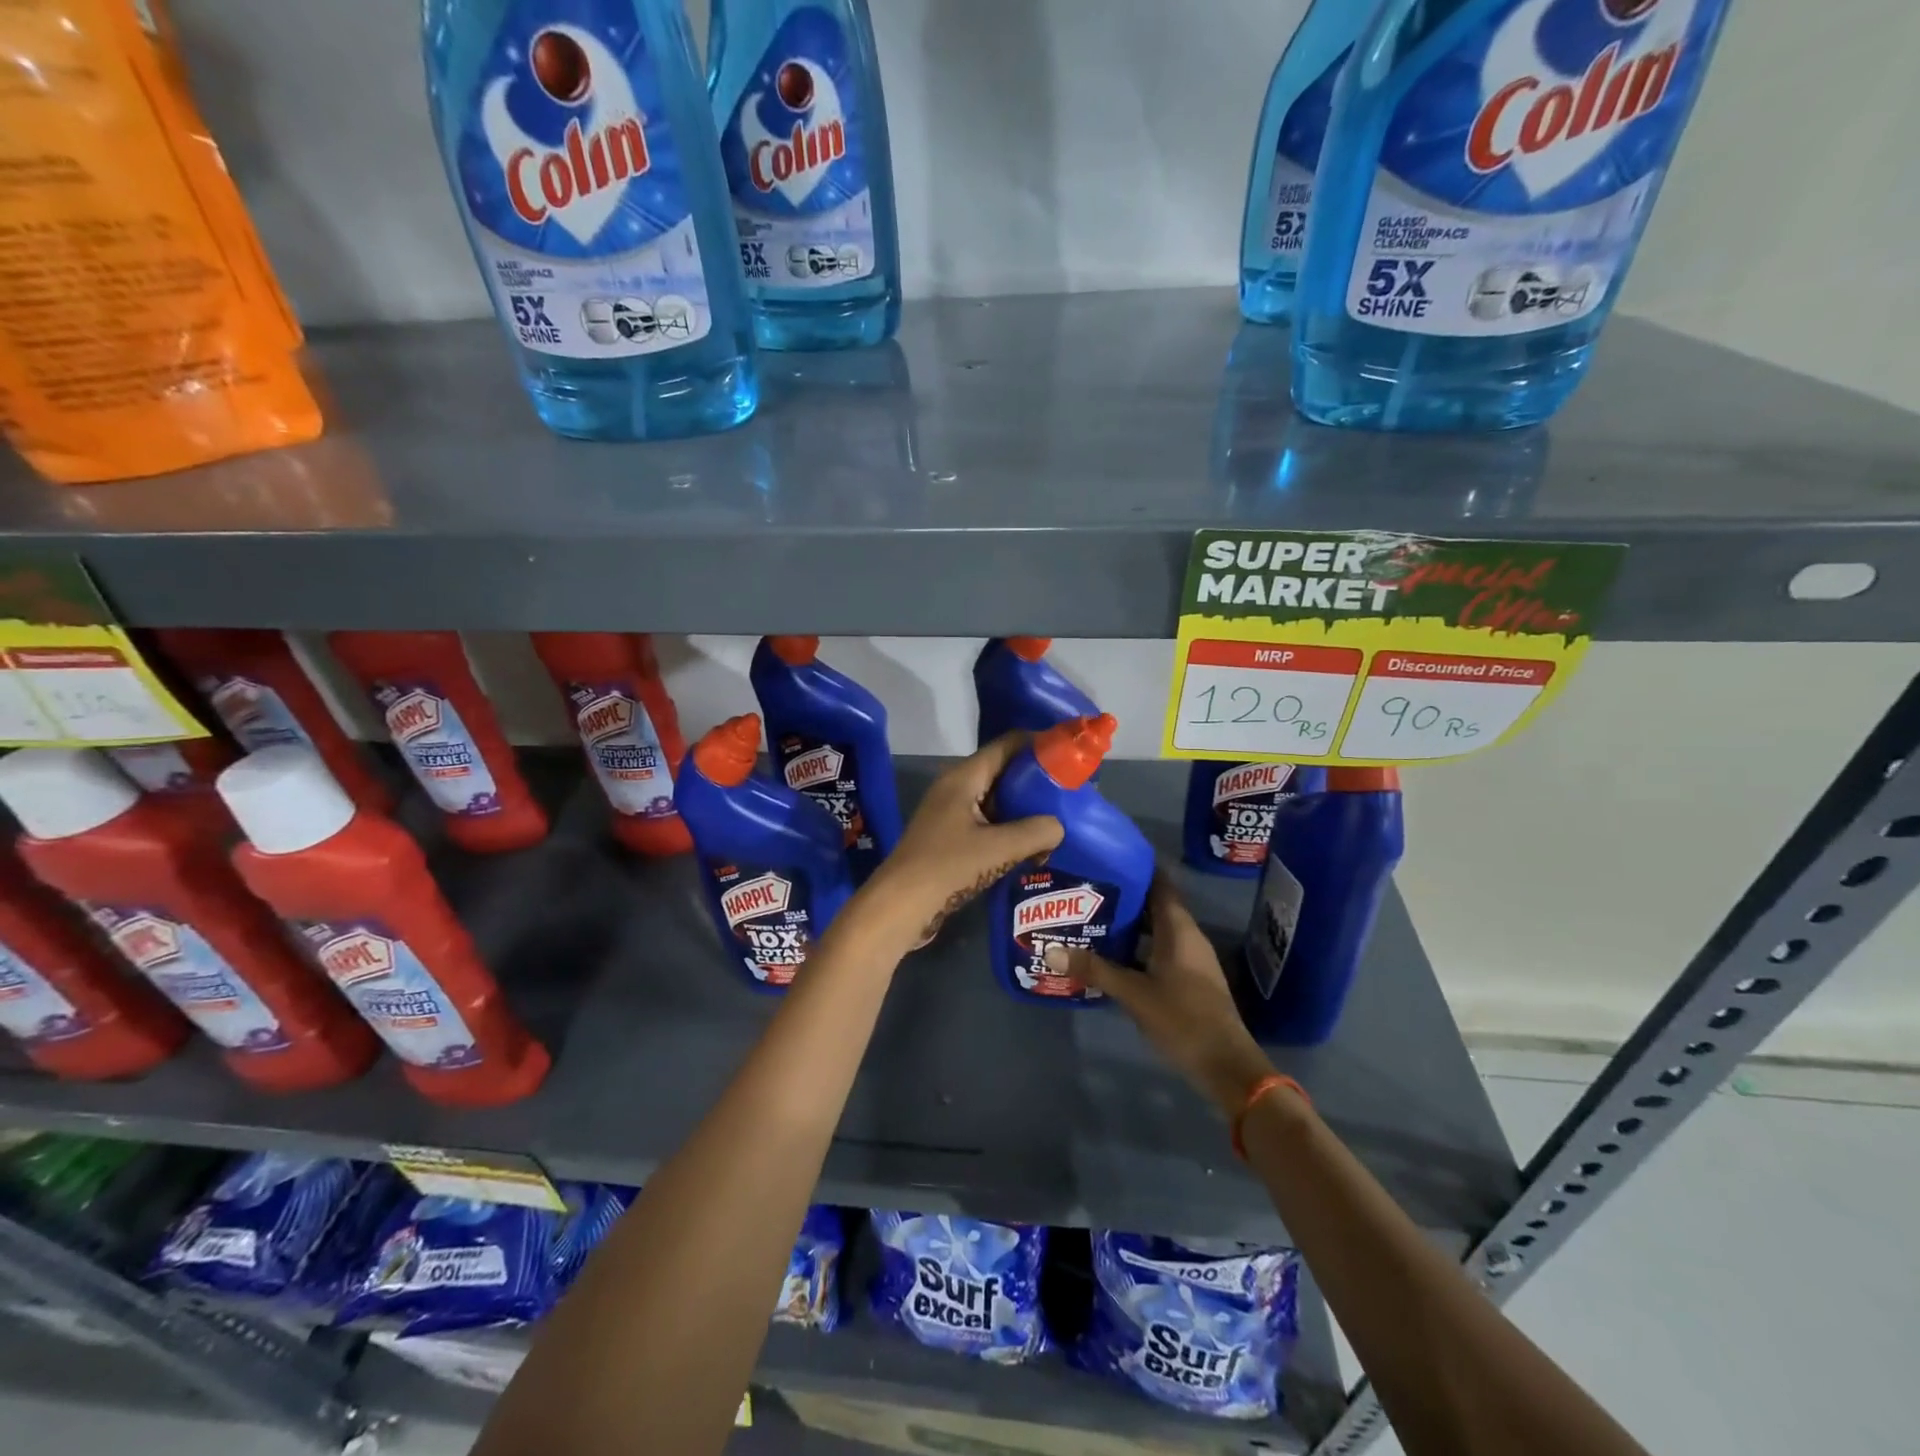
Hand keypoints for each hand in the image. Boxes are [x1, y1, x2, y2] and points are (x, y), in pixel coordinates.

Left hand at [855, 733, 1063, 952]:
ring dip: (1025, 810)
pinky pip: (988, 825)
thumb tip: (1059, 827)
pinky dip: (1010, 831)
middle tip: (1070, 791)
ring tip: (1059, 821)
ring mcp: (951, 815)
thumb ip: (1036, 832)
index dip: (1038, 744)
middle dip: (1036, 780)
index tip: (1069, 753)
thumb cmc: (947, 867)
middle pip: (1003, 772)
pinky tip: (1032, 848)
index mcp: (963, 778)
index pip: (1006, 745)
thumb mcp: (998, 848)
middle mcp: (956, 789)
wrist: (899, 906)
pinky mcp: (950, 839)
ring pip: (997, 801)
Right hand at [1044, 874, 1274, 1115]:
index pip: (1159, 883)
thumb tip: (1051, 949)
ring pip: (1155, 929)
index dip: (1136, 867)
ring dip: (1129, 923)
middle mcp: (1187, 936)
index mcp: (1179, 929)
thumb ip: (1094, 969)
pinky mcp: (1188, 979)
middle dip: (1124, 896)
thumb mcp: (1133, 993)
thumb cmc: (1182, 1019)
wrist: (1226, 1065)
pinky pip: (1158, 949)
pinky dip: (1136, 946)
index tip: (1106, 856)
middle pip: (1154, 905)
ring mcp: (1190, 959)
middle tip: (1086, 888)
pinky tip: (1110, 954)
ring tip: (1090, 916)